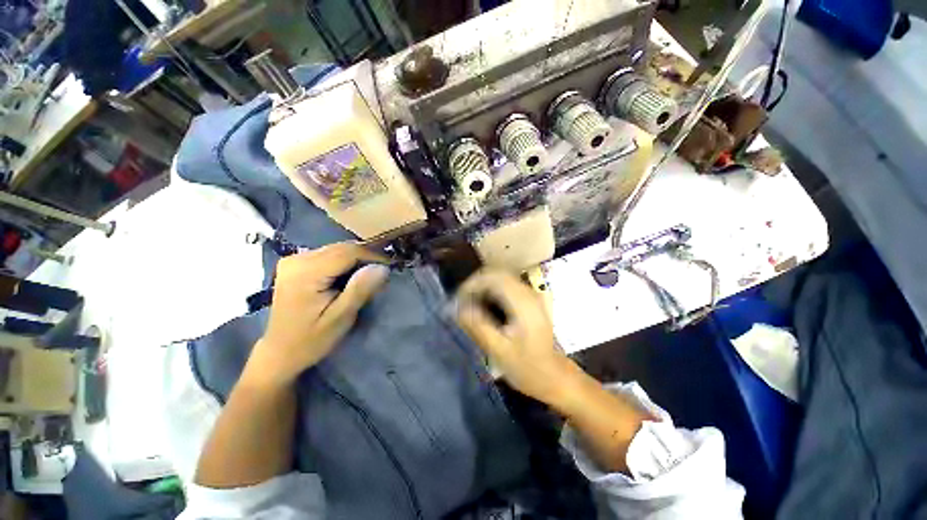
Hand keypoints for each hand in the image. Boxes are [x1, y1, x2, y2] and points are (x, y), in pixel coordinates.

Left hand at [246, 243, 389, 385]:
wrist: (280, 352)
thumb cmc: (311, 339)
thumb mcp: (340, 318)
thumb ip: (360, 289)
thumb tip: (383, 267)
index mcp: (306, 272)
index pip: (348, 252)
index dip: (373, 256)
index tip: (391, 266)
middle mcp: (297, 259)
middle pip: (341, 247)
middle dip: (365, 256)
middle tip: (383, 272)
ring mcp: (293, 260)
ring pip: (336, 249)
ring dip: (356, 259)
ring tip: (370, 274)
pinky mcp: (295, 264)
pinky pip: (328, 254)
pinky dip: (344, 261)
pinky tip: (350, 275)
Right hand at [455, 270, 583, 407]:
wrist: (554, 376)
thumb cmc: (527, 367)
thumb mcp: (499, 350)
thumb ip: (478, 326)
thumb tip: (457, 308)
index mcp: (523, 303)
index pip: (493, 278)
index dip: (472, 284)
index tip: (458, 300)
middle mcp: (528, 293)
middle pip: (496, 274)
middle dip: (475, 284)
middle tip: (461, 302)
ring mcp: (531, 295)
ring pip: (501, 278)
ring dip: (482, 286)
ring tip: (469, 303)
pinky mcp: (529, 300)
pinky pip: (506, 286)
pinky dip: (491, 290)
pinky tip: (483, 305)